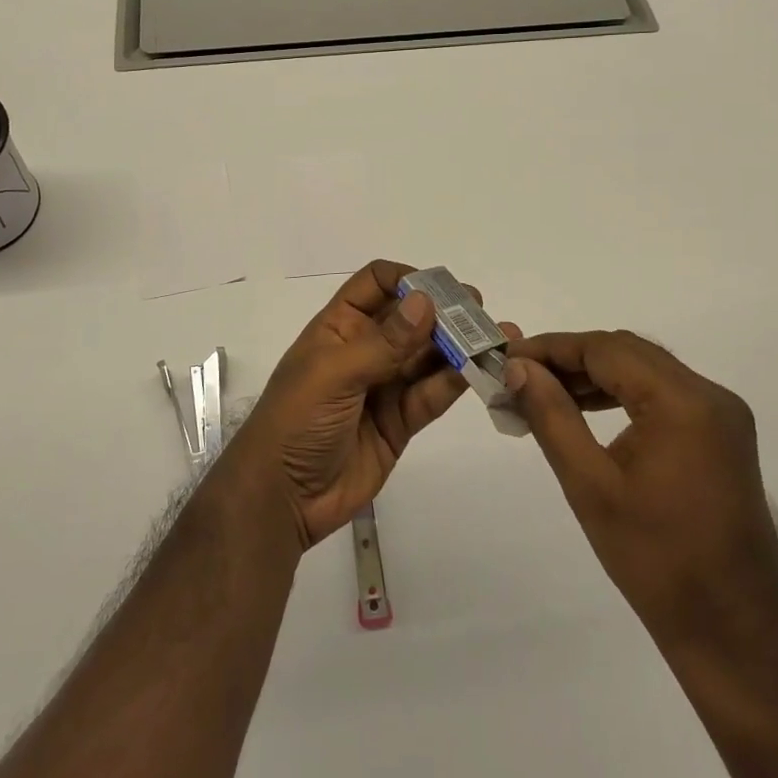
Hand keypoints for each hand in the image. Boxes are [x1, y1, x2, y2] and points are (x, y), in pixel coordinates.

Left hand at [224, 260, 510, 549]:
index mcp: (339, 326)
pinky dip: (453, 383)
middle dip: (444, 313)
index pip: (376, 284)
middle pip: (410, 319)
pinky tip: (477, 371)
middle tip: (481, 312)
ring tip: (495, 338)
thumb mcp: (334, 374)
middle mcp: (364, 349)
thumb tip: (426, 301)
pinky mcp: (399, 422)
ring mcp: (383, 386)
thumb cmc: (296, 420)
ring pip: (426, 357)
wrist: (282, 497)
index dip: (407, 280)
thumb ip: (384, 342)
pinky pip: (430, 395)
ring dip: (458, 347)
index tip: (442, 290)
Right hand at [503, 331, 777, 650]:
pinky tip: (585, 412)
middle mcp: (709, 396)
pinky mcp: (721, 437)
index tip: (507, 359)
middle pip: (627, 352)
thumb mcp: (590, 485)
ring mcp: (721, 416)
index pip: (605, 349)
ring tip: (544, 393)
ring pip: (644, 370)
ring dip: (593, 375)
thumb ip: (551, 416)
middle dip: (570, 358)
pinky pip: (662, 394)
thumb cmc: (657, 561)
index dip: (551, 348)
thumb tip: (518, 369)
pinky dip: (620, 394)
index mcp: (683, 402)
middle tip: (520, 376)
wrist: (735, 633)